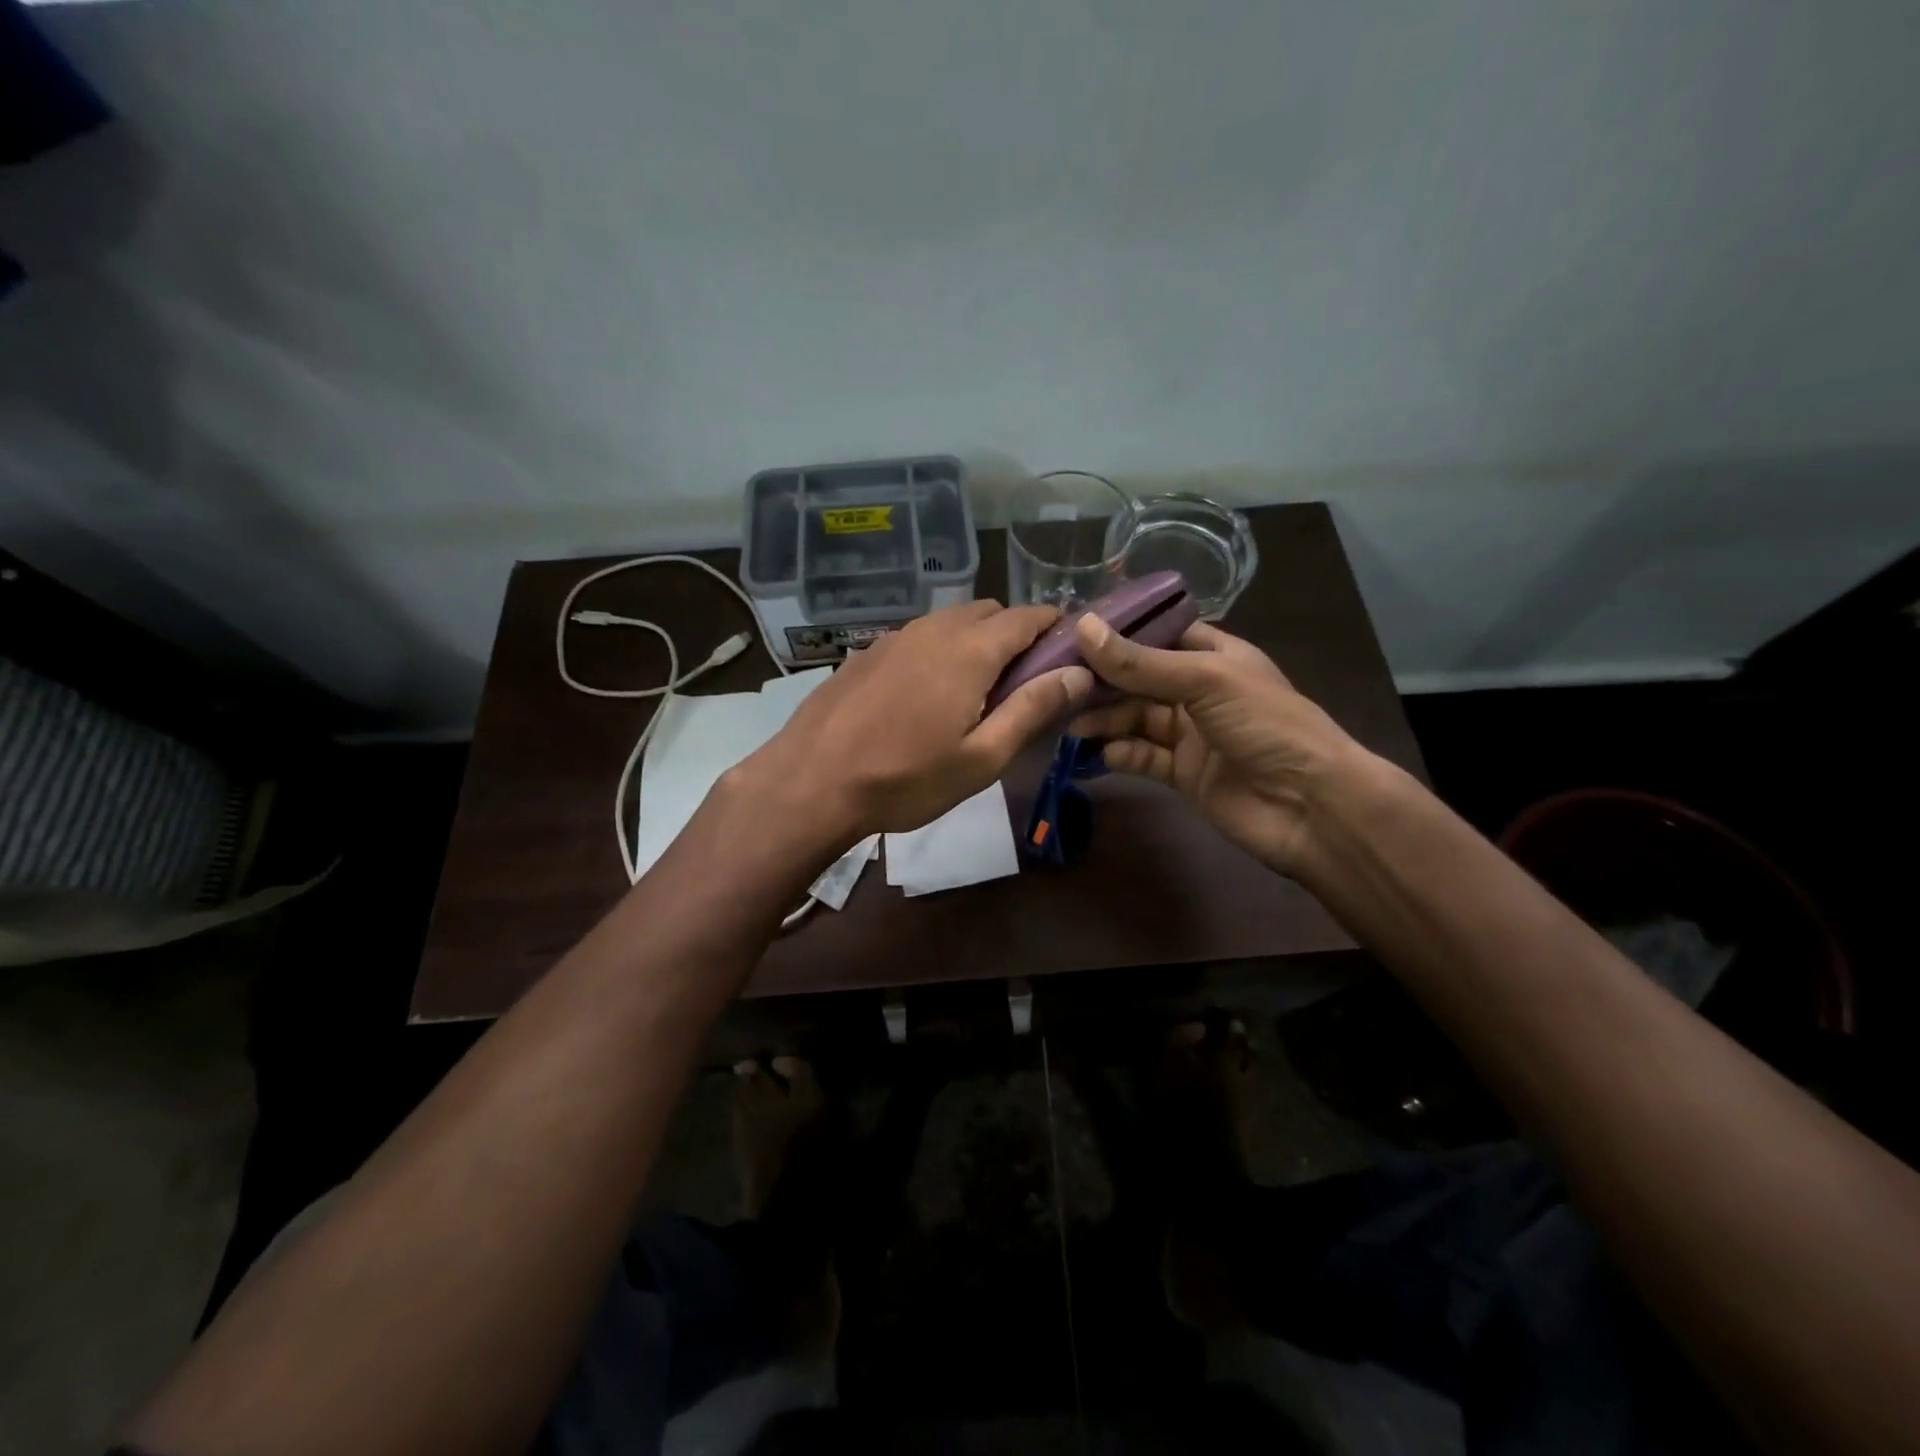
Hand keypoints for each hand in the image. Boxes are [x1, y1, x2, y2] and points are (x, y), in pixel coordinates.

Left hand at [739, 601, 1093, 842]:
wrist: (812, 782)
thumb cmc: (906, 778)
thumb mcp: (981, 757)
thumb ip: (1032, 709)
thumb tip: (1078, 674)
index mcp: (970, 650)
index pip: (1028, 616)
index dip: (1056, 627)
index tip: (1070, 653)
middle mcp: (934, 629)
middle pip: (990, 612)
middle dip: (1016, 634)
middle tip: (1023, 683)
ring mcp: (895, 637)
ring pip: (951, 621)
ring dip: (976, 641)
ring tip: (976, 690)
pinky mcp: (867, 652)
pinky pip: (920, 637)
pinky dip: (940, 650)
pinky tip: (927, 693)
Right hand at [1066, 615, 1365, 875]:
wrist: (1310, 806)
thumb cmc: (1265, 725)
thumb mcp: (1204, 680)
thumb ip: (1141, 662)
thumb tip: (1082, 626)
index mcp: (1215, 656)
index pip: (1159, 634)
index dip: (1119, 633)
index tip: (1071, 632)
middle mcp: (1199, 691)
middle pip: (1140, 679)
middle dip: (1102, 680)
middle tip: (1056, 682)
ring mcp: (1191, 734)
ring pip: (1136, 719)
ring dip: (1104, 719)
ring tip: (1068, 722)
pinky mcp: (1183, 774)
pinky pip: (1143, 758)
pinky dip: (1120, 755)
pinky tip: (1099, 755)